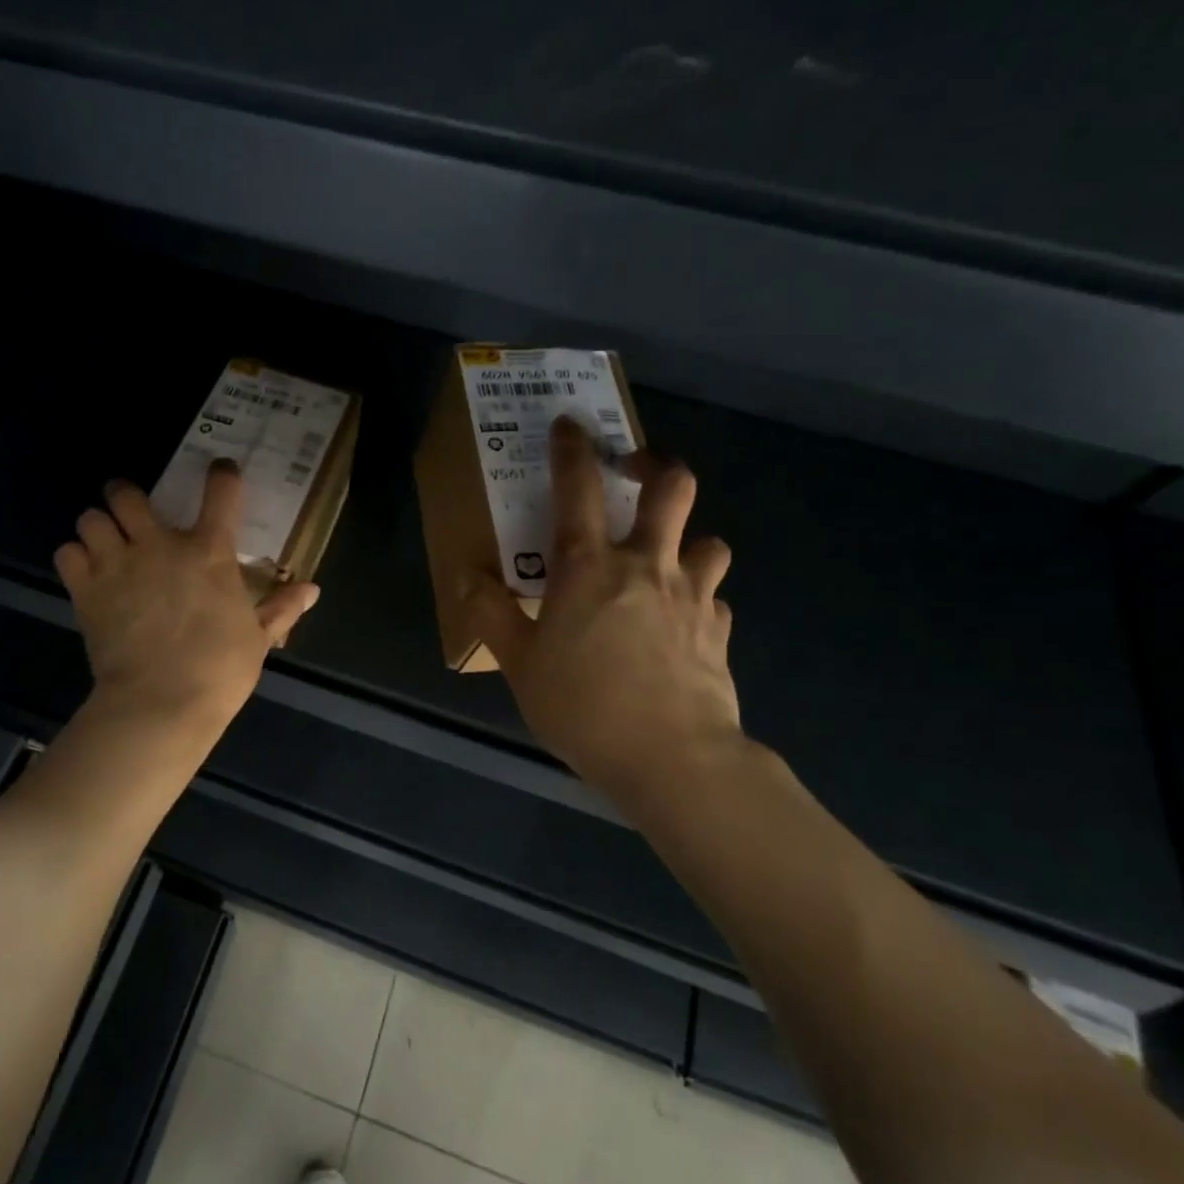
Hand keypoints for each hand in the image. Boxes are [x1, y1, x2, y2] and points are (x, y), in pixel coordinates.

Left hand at [55, 462, 318, 732]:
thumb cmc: (219, 670)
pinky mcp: (86, 591)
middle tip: (131, 511)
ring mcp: (118, 565)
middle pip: (126, 493)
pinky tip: (86, 572)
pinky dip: (75, 558)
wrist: (161, 704)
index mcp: (209, 552)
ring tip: (104, 543)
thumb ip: (281, 608)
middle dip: (125, 495)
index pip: (220, 493)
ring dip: (97, 526)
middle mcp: (159, 546)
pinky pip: (66, 553)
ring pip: (90, 517)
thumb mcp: (258, 639)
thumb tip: (312, 589)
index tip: (221, 472)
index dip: (222, 475)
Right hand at [462, 417, 743, 795]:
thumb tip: (464, 575)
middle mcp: (646, 566)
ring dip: (688, 539)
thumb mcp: (520, 664)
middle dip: (657, 466)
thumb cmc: (584, 706)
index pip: (579, 489)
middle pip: (673, 489)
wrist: (674, 760)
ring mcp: (692, 596)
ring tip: (667, 559)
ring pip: (709, 540)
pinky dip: (699, 599)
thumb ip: (491, 614)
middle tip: (639, 470)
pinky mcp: (719, 630)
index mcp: (589, 568)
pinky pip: (715, 598)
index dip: (572, 449)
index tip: (570, 424)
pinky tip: (682, 624)